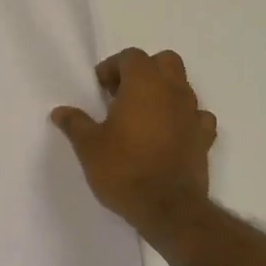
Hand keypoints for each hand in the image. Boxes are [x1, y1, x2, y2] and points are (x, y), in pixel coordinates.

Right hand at [51, 48, 217, 234]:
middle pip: (164, 62)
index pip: (131, 57)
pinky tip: (170, 133)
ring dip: (164, 92)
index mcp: (144, 84)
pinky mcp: (205, 137)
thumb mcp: (89, 147)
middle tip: (123, 94)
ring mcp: (193, 113)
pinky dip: (184, 118)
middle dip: (144, 71)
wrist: (168, 208)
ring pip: (183, 86)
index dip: (113, 67)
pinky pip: (198, 116)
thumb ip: (75, 124)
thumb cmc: (124, 170)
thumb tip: (60, 112)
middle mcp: (173, 90)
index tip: (100, 88)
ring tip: (143, 116)